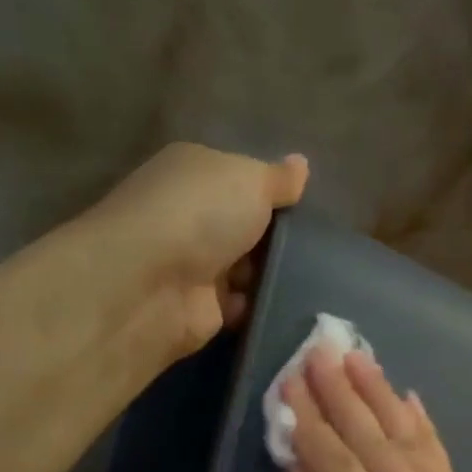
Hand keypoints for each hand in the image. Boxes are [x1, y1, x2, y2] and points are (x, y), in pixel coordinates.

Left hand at [73, 142, 308, 370]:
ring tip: (316, 276)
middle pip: (246, 225)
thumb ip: (279, 178)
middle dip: (279, 236)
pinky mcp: (201, 308)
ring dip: (275, 273)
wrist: (151, 285)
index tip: (307, 206)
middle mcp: (188, 215)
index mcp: (193, 172)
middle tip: (319, 245)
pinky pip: (244, 304)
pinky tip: (294, 304)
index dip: (272, 191)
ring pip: (249, 267)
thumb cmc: (200, 215)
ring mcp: (193, 264)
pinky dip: (263, 305)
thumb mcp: (251, 179)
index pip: (239, 178)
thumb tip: (300, 164)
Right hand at [284, 349, 471, 471]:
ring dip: (386, 398)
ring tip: (361, 358)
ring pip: (416, 445)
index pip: (341, 467)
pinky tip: (411, 400)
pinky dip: (426, 431)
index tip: (290, 378)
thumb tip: (302, 466)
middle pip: (380, 444)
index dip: (312, 422)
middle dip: (346, 394)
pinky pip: (446, 466)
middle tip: (323, 347)